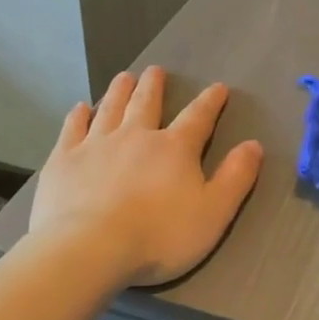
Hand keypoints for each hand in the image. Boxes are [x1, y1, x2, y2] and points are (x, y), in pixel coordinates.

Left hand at [30, 66, 263, 285]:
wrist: (90, 249)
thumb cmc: (159, 236)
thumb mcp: (213, 212)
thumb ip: (236, 178)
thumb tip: (254, 145)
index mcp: (174, 149)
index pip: (198, 118)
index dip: (210, 102)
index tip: (218, 88)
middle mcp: (136, 136)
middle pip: (146, 103)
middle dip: (153, 86)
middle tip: (155, 70)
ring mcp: (96, 145)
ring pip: (110, 108)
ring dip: (119, 91)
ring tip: (124, 77)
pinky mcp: (64, 160)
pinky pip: (73, 129)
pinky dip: (78, 116)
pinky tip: (80, 108)